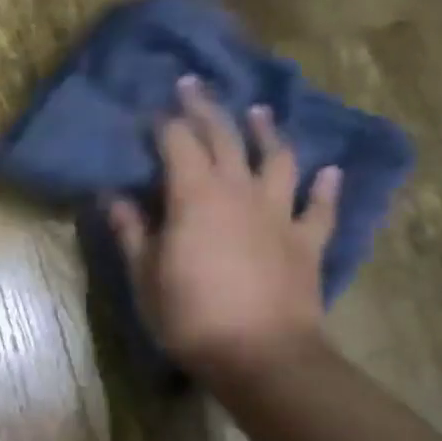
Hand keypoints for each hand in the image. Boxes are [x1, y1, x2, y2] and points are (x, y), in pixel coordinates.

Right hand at [106, 75, 341, 379]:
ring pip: (277, 160)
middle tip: (193, 87)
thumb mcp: (144, 273)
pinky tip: (329, 171)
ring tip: (258, 113)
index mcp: (194, 197)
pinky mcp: (307, 241)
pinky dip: (325, 186)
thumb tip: (111, 197)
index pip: (177, 144)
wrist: (260, 354)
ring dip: (266, 133)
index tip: (151, 111)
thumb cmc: (188, 314)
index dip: (163, 124)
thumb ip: (131, 230)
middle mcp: (239, 192)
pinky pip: (320, 206)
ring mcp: (279, 214)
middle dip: (206, 110)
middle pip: (224, 139)